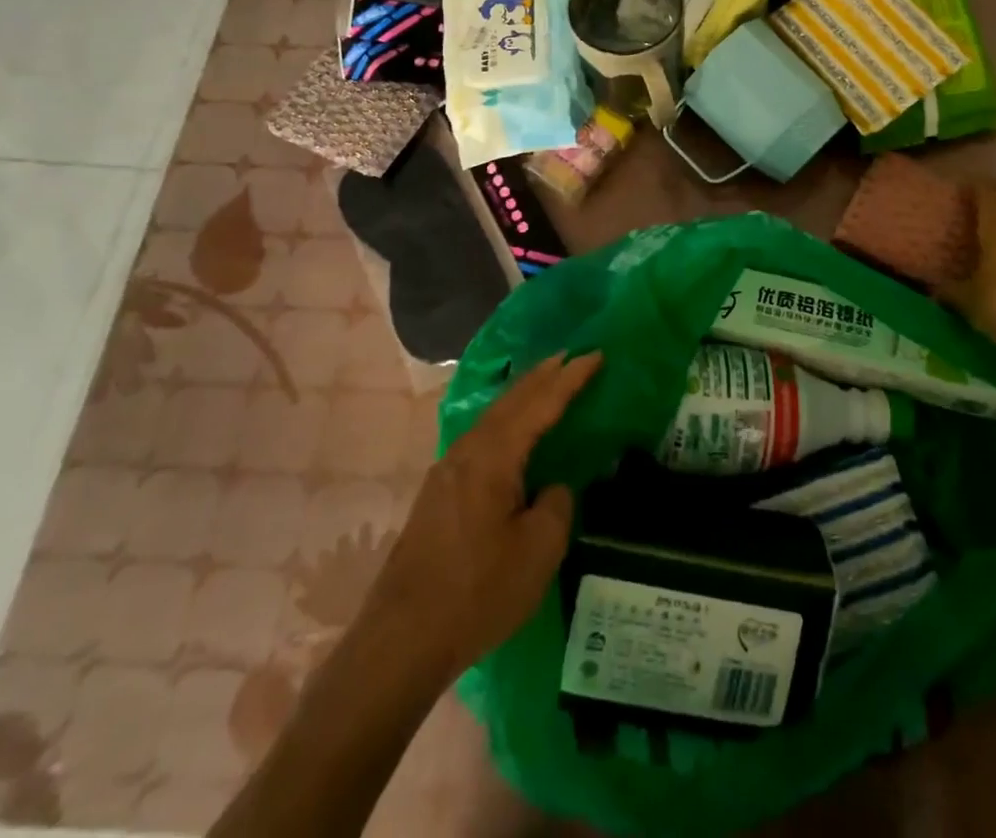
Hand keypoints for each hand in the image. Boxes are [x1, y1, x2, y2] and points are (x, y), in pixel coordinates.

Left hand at [361, 352, 601, 692]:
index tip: (596, 354)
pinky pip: (482, 437)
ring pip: (493, 417)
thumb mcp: (538, 551)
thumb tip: (551, 488)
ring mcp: (447, 471)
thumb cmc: (477, 592)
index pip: (540, 403)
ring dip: (522, 395)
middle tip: (571, 355)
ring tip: (546, 383)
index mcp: (494, 456)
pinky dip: (506, 420)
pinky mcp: (438, 493)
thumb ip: (556, 505)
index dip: (571, 378)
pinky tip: (512, 432)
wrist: (400, 641)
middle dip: (543, 375)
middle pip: (511, 400)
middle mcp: (467, 451)